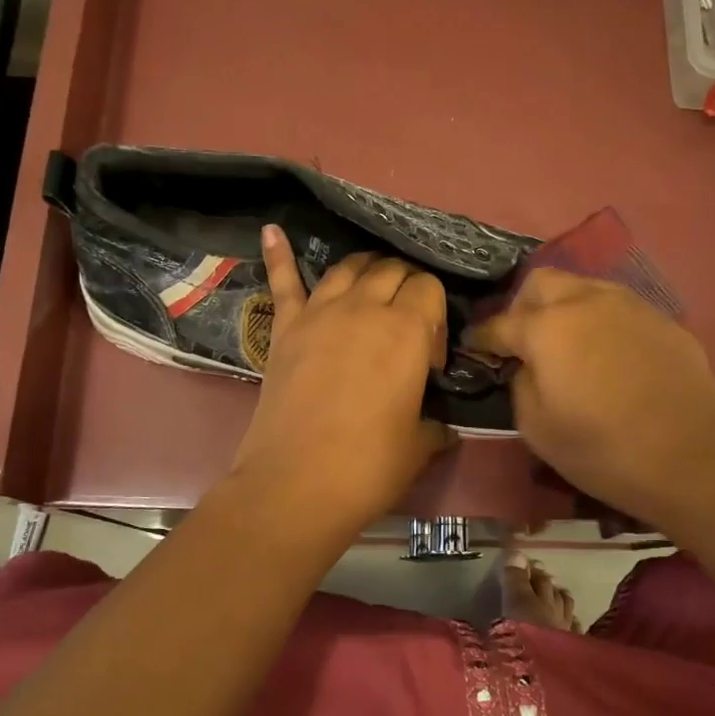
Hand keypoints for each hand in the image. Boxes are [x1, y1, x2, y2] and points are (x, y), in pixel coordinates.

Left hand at [229, 226, 455, 530]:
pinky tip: (272, 230)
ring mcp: (319, 313)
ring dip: (366, 269)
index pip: (430, 289)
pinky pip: (283, 281)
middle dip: (407, 287)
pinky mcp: (285, 327)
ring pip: (349, 267)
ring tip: (373, 283)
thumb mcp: (419, 446)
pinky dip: (278, 254)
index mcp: (408, 330)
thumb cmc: (368, 466)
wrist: (295, 485)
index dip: (437, 316)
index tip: (431, 359)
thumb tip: (442, 426)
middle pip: (392, 270)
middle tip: (407, 322)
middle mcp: (365, 308)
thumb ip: (435, 426)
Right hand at [467, 269, 714, 533]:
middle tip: (524, 340)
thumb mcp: (536, 428)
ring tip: (568, 343)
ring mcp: (630, 305)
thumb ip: (520, 384)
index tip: (474, 347)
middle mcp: (586, 301)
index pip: (500, 323)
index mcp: (546, 327)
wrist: (691, 458)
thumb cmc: (602, 449)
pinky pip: (619, 308)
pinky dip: (602, 322)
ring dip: (565, 307)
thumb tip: (526, 366)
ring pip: (584, 287)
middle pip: (541, 282)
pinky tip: (610, 356)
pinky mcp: (663, 320)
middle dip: (523, 305)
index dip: (482, 337)